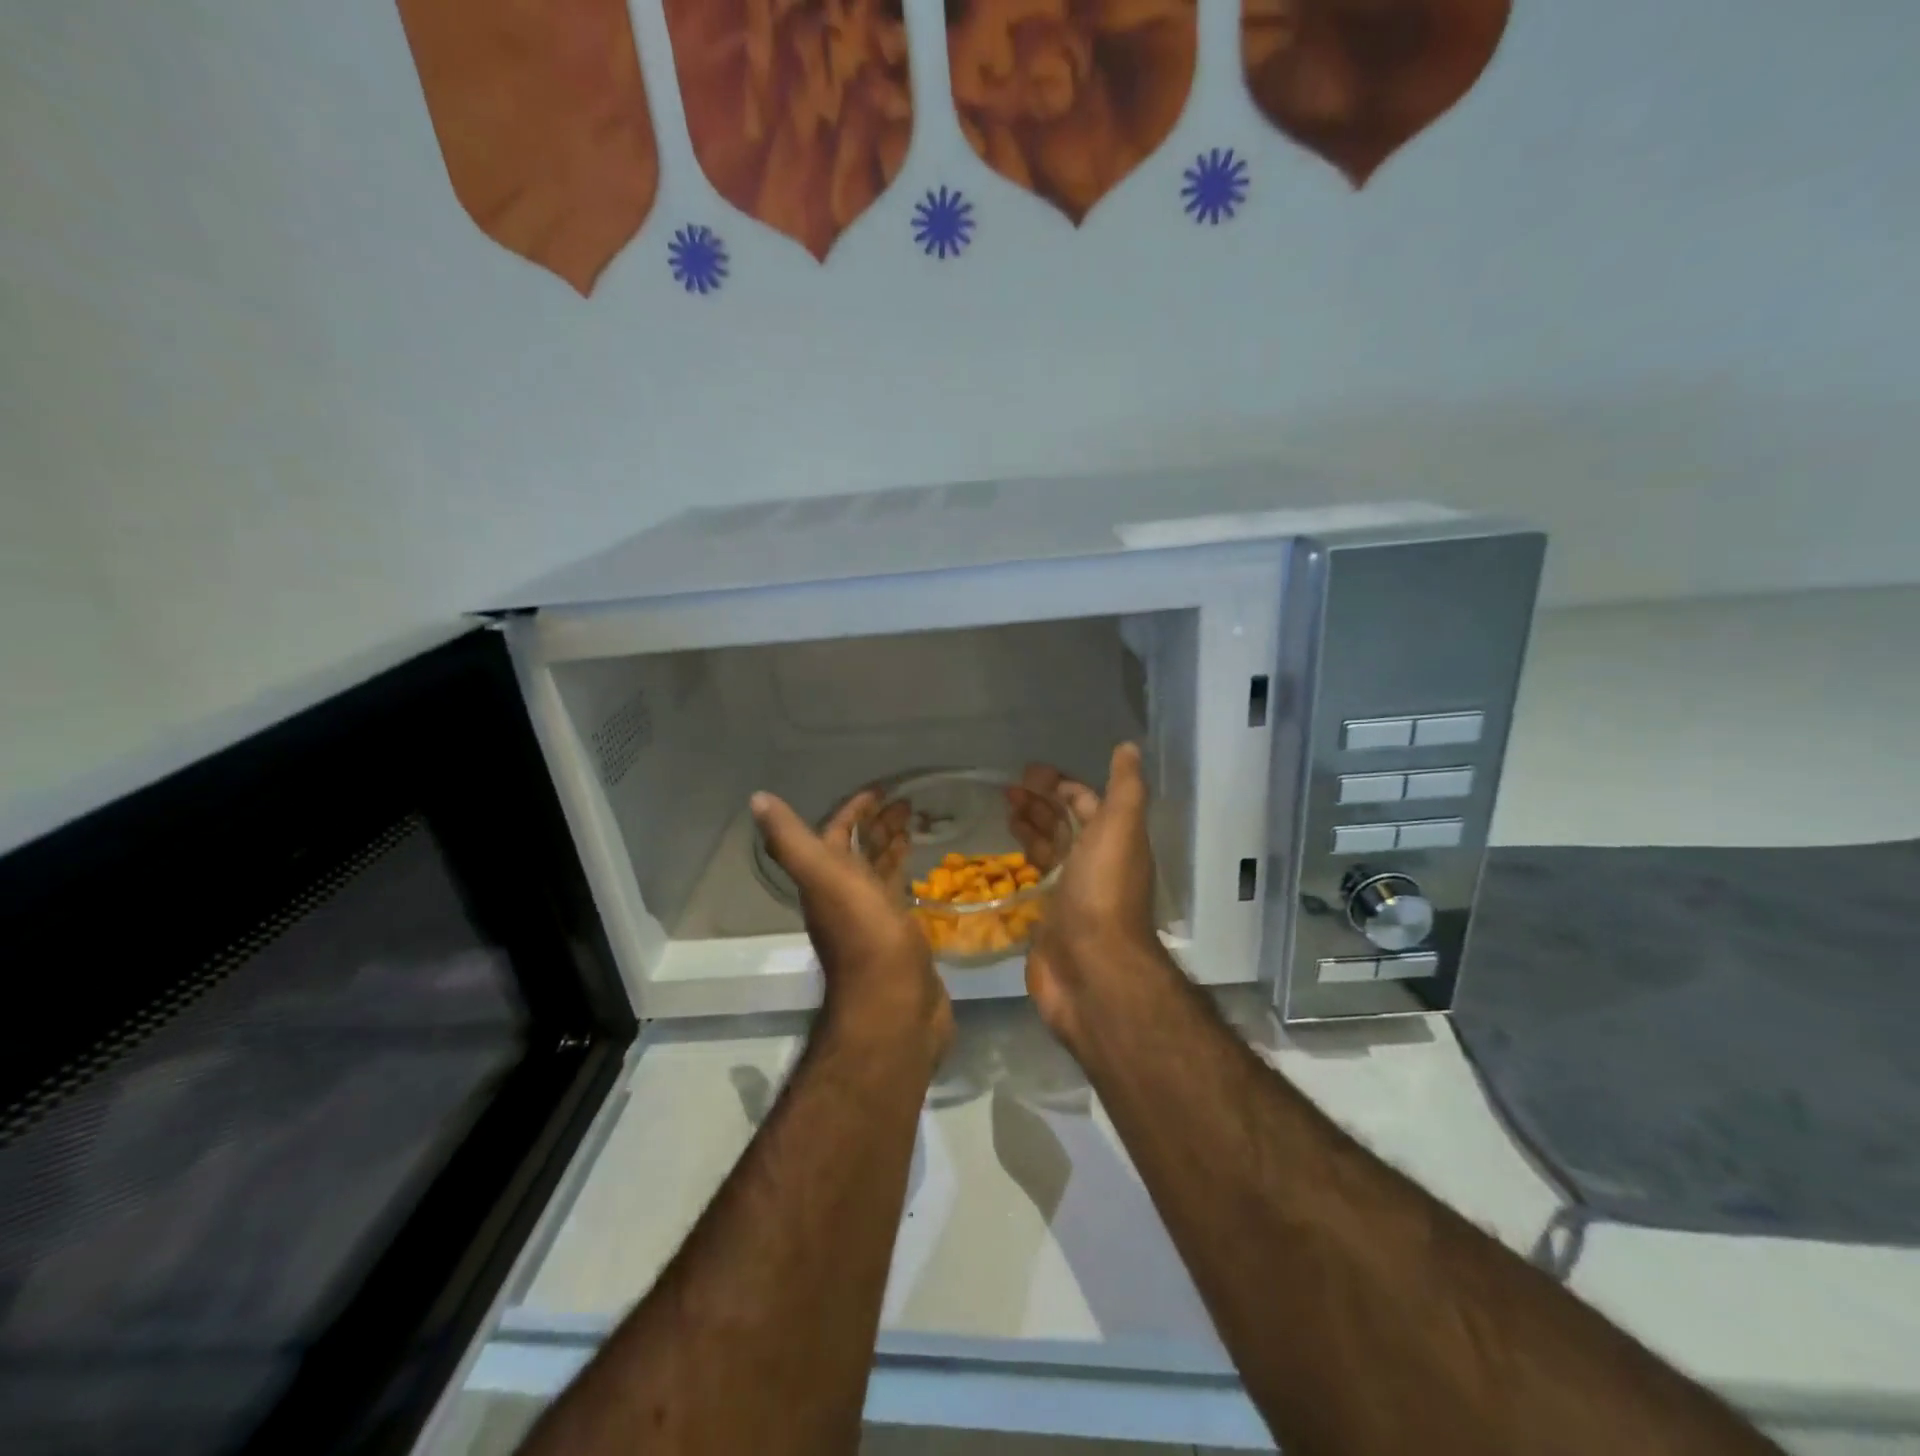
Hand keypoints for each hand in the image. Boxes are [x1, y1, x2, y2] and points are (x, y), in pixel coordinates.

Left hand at [753, 788, 952, 1065]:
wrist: (893, 1005)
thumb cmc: (864, 936)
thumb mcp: (825, 879)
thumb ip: (792, 841)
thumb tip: (757, 799)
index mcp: (827, 880)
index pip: (835, 834)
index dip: (853, 810)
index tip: (880, 792)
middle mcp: (846, 896)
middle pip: (859, 852)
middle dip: (878, 825)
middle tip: (908, 804)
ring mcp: (874, 918)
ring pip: (879, 872)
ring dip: (892, 847)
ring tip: (917, 825)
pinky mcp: (900, 936)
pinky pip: (900, 896)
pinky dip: (907, 876)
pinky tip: (923, 870)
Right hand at [1009, 744, 1165, 1050]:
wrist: (1092, 970)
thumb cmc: (1103, 892)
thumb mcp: (1120, 829)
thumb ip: (1124, 788)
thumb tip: (1129, 747)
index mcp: (1111, 840)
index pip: (1085, 803)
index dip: (1060, 785)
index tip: (1028, 772)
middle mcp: (1092, 863)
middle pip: (1063, 825)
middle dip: (1038, 803)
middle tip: (1005, 790)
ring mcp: (1068, 893)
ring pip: (1046, 851)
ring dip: (1027, 829)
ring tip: (1000, 812)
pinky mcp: (1045, 919)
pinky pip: (1030, 883)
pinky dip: (1017, 865)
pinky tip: (997, 856)